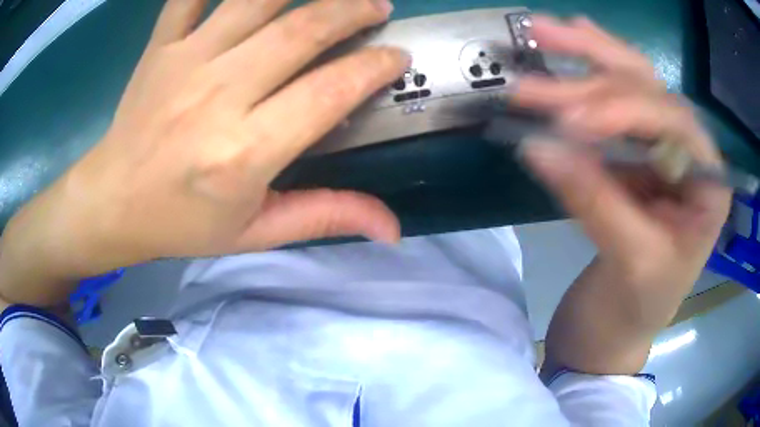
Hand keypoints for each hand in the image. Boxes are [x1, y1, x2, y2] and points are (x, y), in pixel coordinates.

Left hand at [0, 0, 406, 305]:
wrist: (112, 202)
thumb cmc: (180, 223)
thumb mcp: (254, 233)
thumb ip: (324, 217)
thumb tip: (393, 229)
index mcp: (243, 153)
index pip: (328, 91)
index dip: (373, 67)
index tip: (398, 55)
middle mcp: (217, 95)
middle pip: (301, 29)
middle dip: (352, 10)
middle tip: (378, 6)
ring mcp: (185, 61)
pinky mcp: (161, 46)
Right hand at [514, 16, 730, 373]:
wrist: (620, 329)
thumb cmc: (637, 309)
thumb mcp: (629, 264)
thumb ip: (594, 200)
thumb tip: (538, 146)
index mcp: (708, 183)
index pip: (672, 121)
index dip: (622, 110)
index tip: (569, 121)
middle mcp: (690, 154)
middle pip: (649, 90)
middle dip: (596, 63)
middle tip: (542, 36)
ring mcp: (662, 150)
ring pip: (630, 87)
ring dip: (585, 58)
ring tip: (544, 31)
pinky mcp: (634, 156)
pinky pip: (614, 106)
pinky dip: (590, 74)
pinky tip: (573, 43)